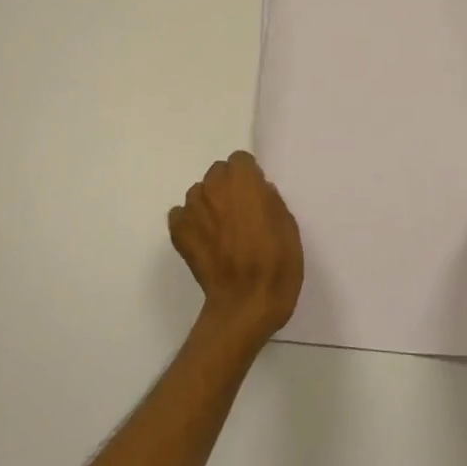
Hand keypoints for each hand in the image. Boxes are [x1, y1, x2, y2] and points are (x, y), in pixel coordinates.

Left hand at [169, 151, 303, 341]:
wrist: (246, 304)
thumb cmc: (276, 265)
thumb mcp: (288, 227)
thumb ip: (270, 201)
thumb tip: (259, 192)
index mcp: (244, 182)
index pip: (240, 160)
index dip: (249, 176)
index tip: (256, 194)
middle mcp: (214, 188)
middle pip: (217, 173)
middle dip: (228, 187)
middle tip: (240, 213)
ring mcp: (192, 210)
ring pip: (199, 193)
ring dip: (209, 204)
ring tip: (222, 230)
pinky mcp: (178, 232)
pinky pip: (181, 215)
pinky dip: (192, 223)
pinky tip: (205, 242)